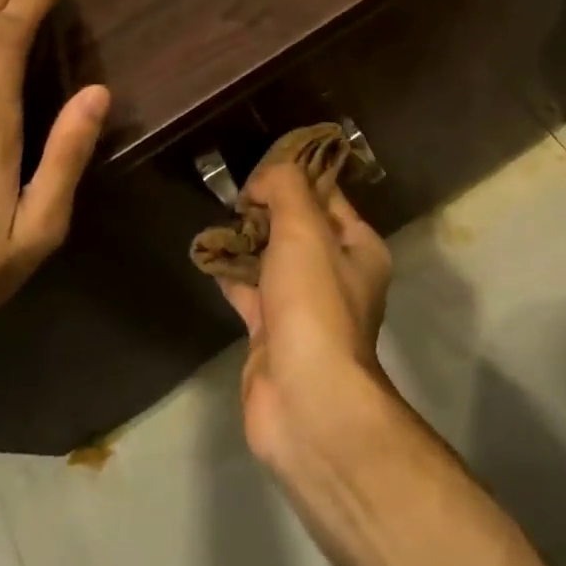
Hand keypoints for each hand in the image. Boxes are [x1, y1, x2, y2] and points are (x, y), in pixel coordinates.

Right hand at [216, 162, 394, 471]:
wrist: (305, 399)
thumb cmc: (314, 305)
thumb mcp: (305, 230)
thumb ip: (286, 190)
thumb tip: (263, 181)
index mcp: (358, 248)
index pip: (328, 197)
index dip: (297, 177)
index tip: (262, 166)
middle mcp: (336, 275)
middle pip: (298, 227)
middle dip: (267, 209)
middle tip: (234, 195)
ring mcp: (303, 306)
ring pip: (272, 259)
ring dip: (247, 240)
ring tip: (217, 218)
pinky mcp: (272, 333)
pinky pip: (249, 291)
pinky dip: (231, 274)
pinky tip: (207, 255)